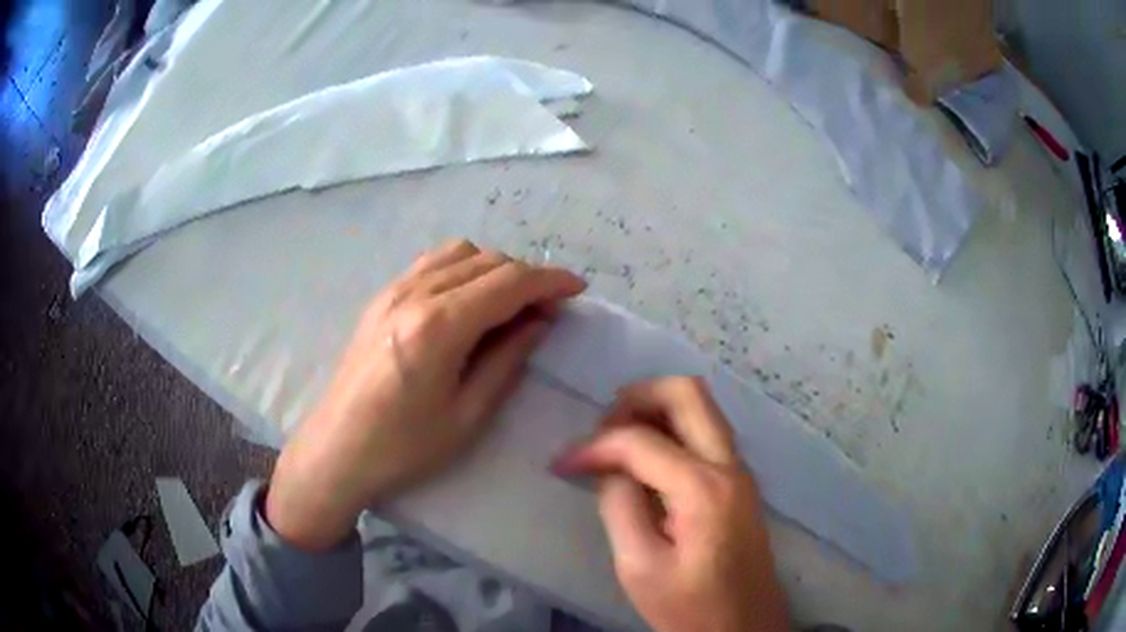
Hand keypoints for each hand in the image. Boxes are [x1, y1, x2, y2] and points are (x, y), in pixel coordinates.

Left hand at [266, 240, 585, 549]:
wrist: (337, 450)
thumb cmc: (404, 447)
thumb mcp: (467, 415)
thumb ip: (507, 359)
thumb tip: (539, 321)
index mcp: (439, 326)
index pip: (509, 282)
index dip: (550, 280)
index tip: (577, 289)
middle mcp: (415, 294)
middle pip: (488, 261)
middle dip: (526, 276)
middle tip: (546, 308)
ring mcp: (393, 290)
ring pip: (459, 253)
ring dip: (494, 269)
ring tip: (509, 303)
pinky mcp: (381, 297)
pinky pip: (432, 263)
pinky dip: (462, 268)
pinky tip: (467, 298)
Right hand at [553, 377, 789, 631]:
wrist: (744, 628)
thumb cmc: (690, 608)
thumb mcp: (639, 567)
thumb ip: (619, 507)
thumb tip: (609, 468)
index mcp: (704, 489)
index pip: (641, 440)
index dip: (594, 446)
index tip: (562, 464)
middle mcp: (729, 465)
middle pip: (686, 392)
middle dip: (636, 398)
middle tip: (602, 431)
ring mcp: (739, 471)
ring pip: (700, 407)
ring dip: (654, 411)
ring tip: (617, 444)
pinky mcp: (738, 483)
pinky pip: (704, 432)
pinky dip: (670, 431)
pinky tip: (645, 463)